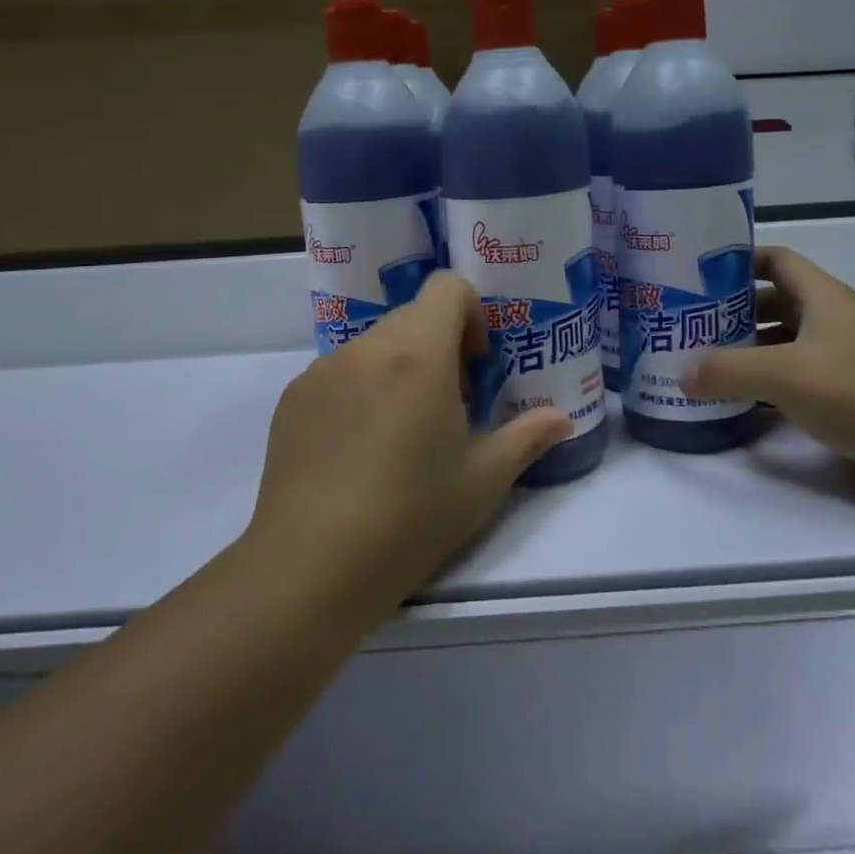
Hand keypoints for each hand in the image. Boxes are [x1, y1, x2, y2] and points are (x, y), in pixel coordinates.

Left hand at [248, 272, 572, 612]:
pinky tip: (358, 450)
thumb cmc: (411, 516)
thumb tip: (561, 419)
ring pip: (373, 345)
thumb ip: (528, 437)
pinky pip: (338, 372)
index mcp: (418, 354)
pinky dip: (359, 389)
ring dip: (398, 367)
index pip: (447, 287)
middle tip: (448, 405)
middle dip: (439, 345)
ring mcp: (322, 370)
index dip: (471, 314)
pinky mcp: (293, 398)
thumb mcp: (483, 480)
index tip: (475, 366)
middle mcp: (366, 347)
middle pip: (412, 316)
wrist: (312, 565)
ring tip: (400, 432)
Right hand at [680, 246, 854, 503]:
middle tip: (690, 324)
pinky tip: (740, 401)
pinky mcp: (849, 394)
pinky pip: (797, 379)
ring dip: (750, 351)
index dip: (739, 260)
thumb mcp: (784, 374)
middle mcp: (833, 320)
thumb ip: (727, 370)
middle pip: (775, 303)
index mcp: (822, 297)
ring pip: (785, 343)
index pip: (776, 260)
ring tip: (705, 363)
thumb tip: (680, 374)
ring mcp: (843, 358)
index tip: (699, 272)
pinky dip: (768, 385)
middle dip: (734, 311)